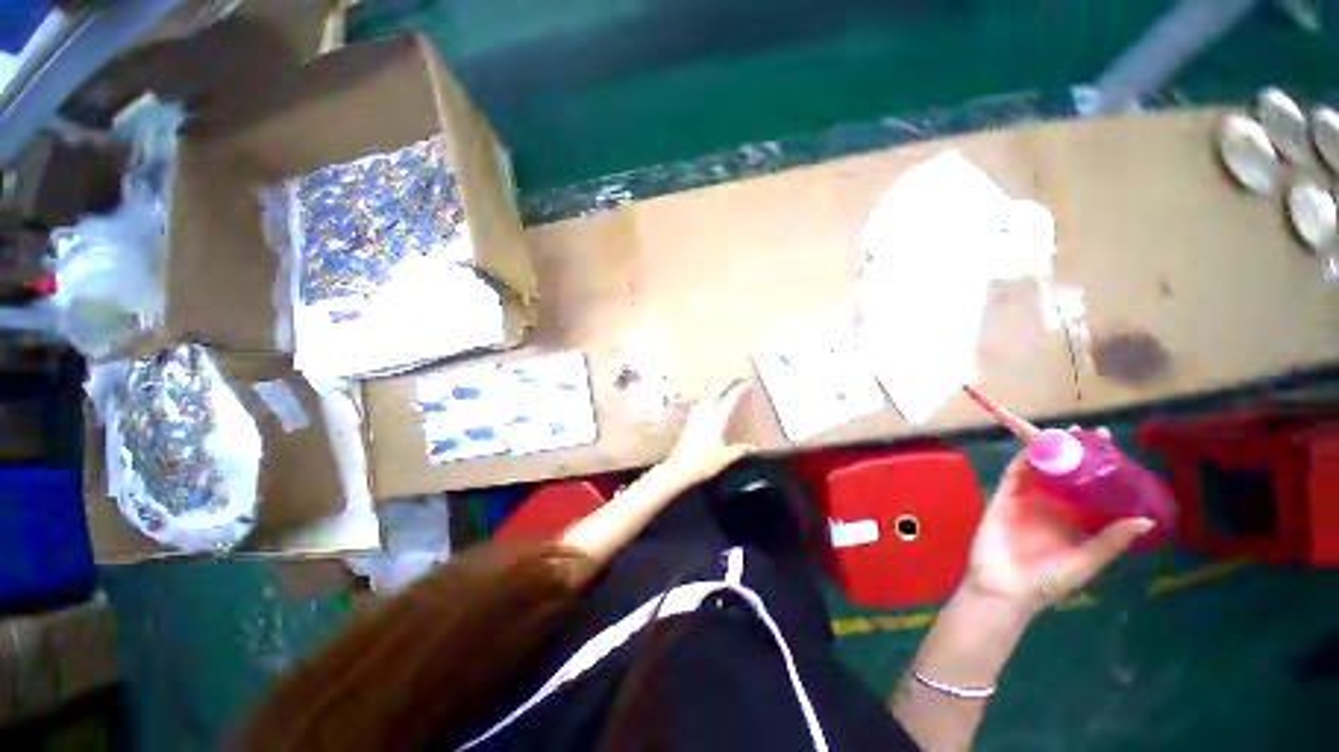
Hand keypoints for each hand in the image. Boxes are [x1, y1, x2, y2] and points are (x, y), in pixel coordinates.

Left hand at [661, 379, 757, 485]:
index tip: (746, 383)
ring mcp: (695, 415)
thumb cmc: (703, 463)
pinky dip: (709, 395)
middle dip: (725, 382)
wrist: (678, 468)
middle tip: (735, 377)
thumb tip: (755, 447)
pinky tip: (710, 399)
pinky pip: (702, 401)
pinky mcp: (689, 420)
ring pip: (706, 394)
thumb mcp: (725, 457)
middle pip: (715, 391)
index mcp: (716, 419)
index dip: (738, 389)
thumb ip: (740, 450)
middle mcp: (705, 413)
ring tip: (724, 384)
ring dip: (716, 387)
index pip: (729, 399)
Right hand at [966, 449, 1153, 615]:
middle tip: (1088, 433)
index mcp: (1074, 521)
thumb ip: (1110, 541)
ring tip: (1062, 434)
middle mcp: (1052, 507)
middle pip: (1065, 473)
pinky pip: (1013, 475)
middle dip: (1075, 453)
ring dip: (1048, 452)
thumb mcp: (1085, 563)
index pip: (1090, 488)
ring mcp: (1026, 501)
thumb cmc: (1046, 582)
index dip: (1100, 469)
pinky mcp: (1003, 498)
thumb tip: (1145, 519)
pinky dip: (1022, 460)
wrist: (1003, 590)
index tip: (1113, 447)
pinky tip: (1033, 449)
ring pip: (1039, 470)